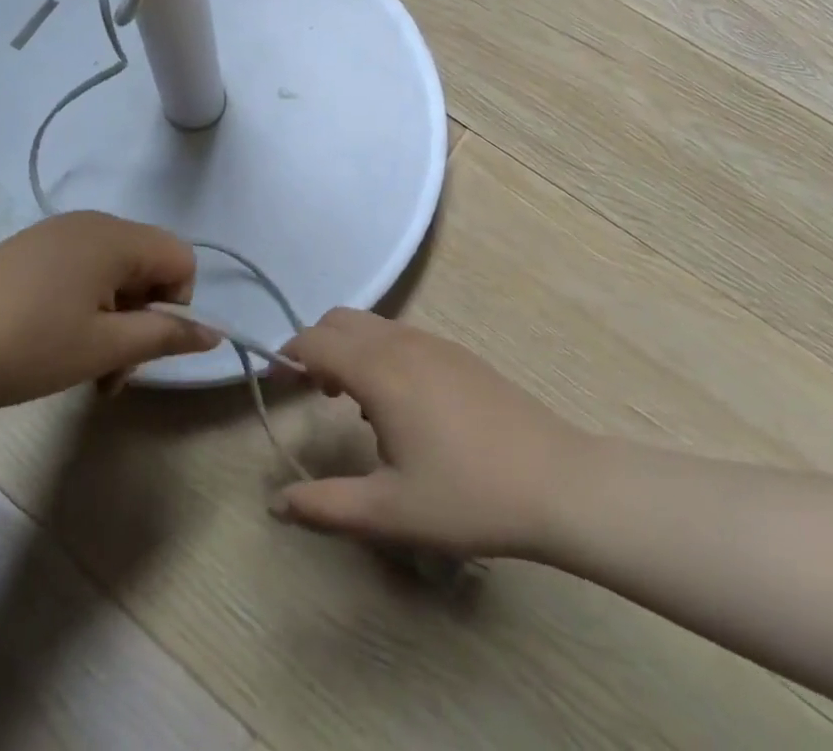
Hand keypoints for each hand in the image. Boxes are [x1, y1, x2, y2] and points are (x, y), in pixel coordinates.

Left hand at [0, 212, 217, 408]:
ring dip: (114, 321)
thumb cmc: (25, 346)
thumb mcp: (102, 348)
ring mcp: (58, 234)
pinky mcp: (33, 250)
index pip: (181, 259)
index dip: (175, 305)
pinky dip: (86, 307)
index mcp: (116, 236)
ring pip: (114, 274)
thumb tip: (215, 332)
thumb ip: (164, 337)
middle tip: (110, 372)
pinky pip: (83, 272)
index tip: (140, 344)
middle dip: (141, 319)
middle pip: (147, 266)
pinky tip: (55, 344)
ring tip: (82, 368)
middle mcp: (92, 223)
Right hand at [274, 309, 585, 558]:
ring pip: (372, 325)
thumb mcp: (389, 512)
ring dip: (349, 349)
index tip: (277, 384)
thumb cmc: (468, 497)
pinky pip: (400, 336)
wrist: (556, 481)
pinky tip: (399, 405)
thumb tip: (276, 502)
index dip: (288, 355)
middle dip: (316, 346)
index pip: (315, 340)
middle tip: (313, 393)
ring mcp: (434, 343)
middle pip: (340, 320)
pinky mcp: (458, 353)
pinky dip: (379, 352)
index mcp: (380, 370)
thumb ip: (325, 506)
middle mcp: (402, 343)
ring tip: (355, 405)